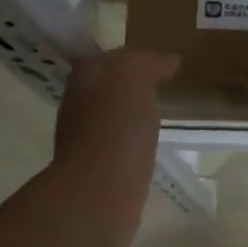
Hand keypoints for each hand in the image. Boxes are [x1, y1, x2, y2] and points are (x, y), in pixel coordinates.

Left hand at [53, 50, 178, 246]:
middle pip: (110, 85)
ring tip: (161, 115)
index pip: (114, 57)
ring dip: (133, 113)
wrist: (102, 189)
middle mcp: (79, 103)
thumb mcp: (133, 78)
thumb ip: (147, 63)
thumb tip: (168, 61)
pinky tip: (152, 144)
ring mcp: (86, 137)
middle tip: (164, 86)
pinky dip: (136, 140)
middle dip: (134, 84)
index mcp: (86, 76)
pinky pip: (122, 144)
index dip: (140, 59)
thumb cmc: (117, 128)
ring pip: (114, 115)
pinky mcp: (100, 168)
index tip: (166, 65)